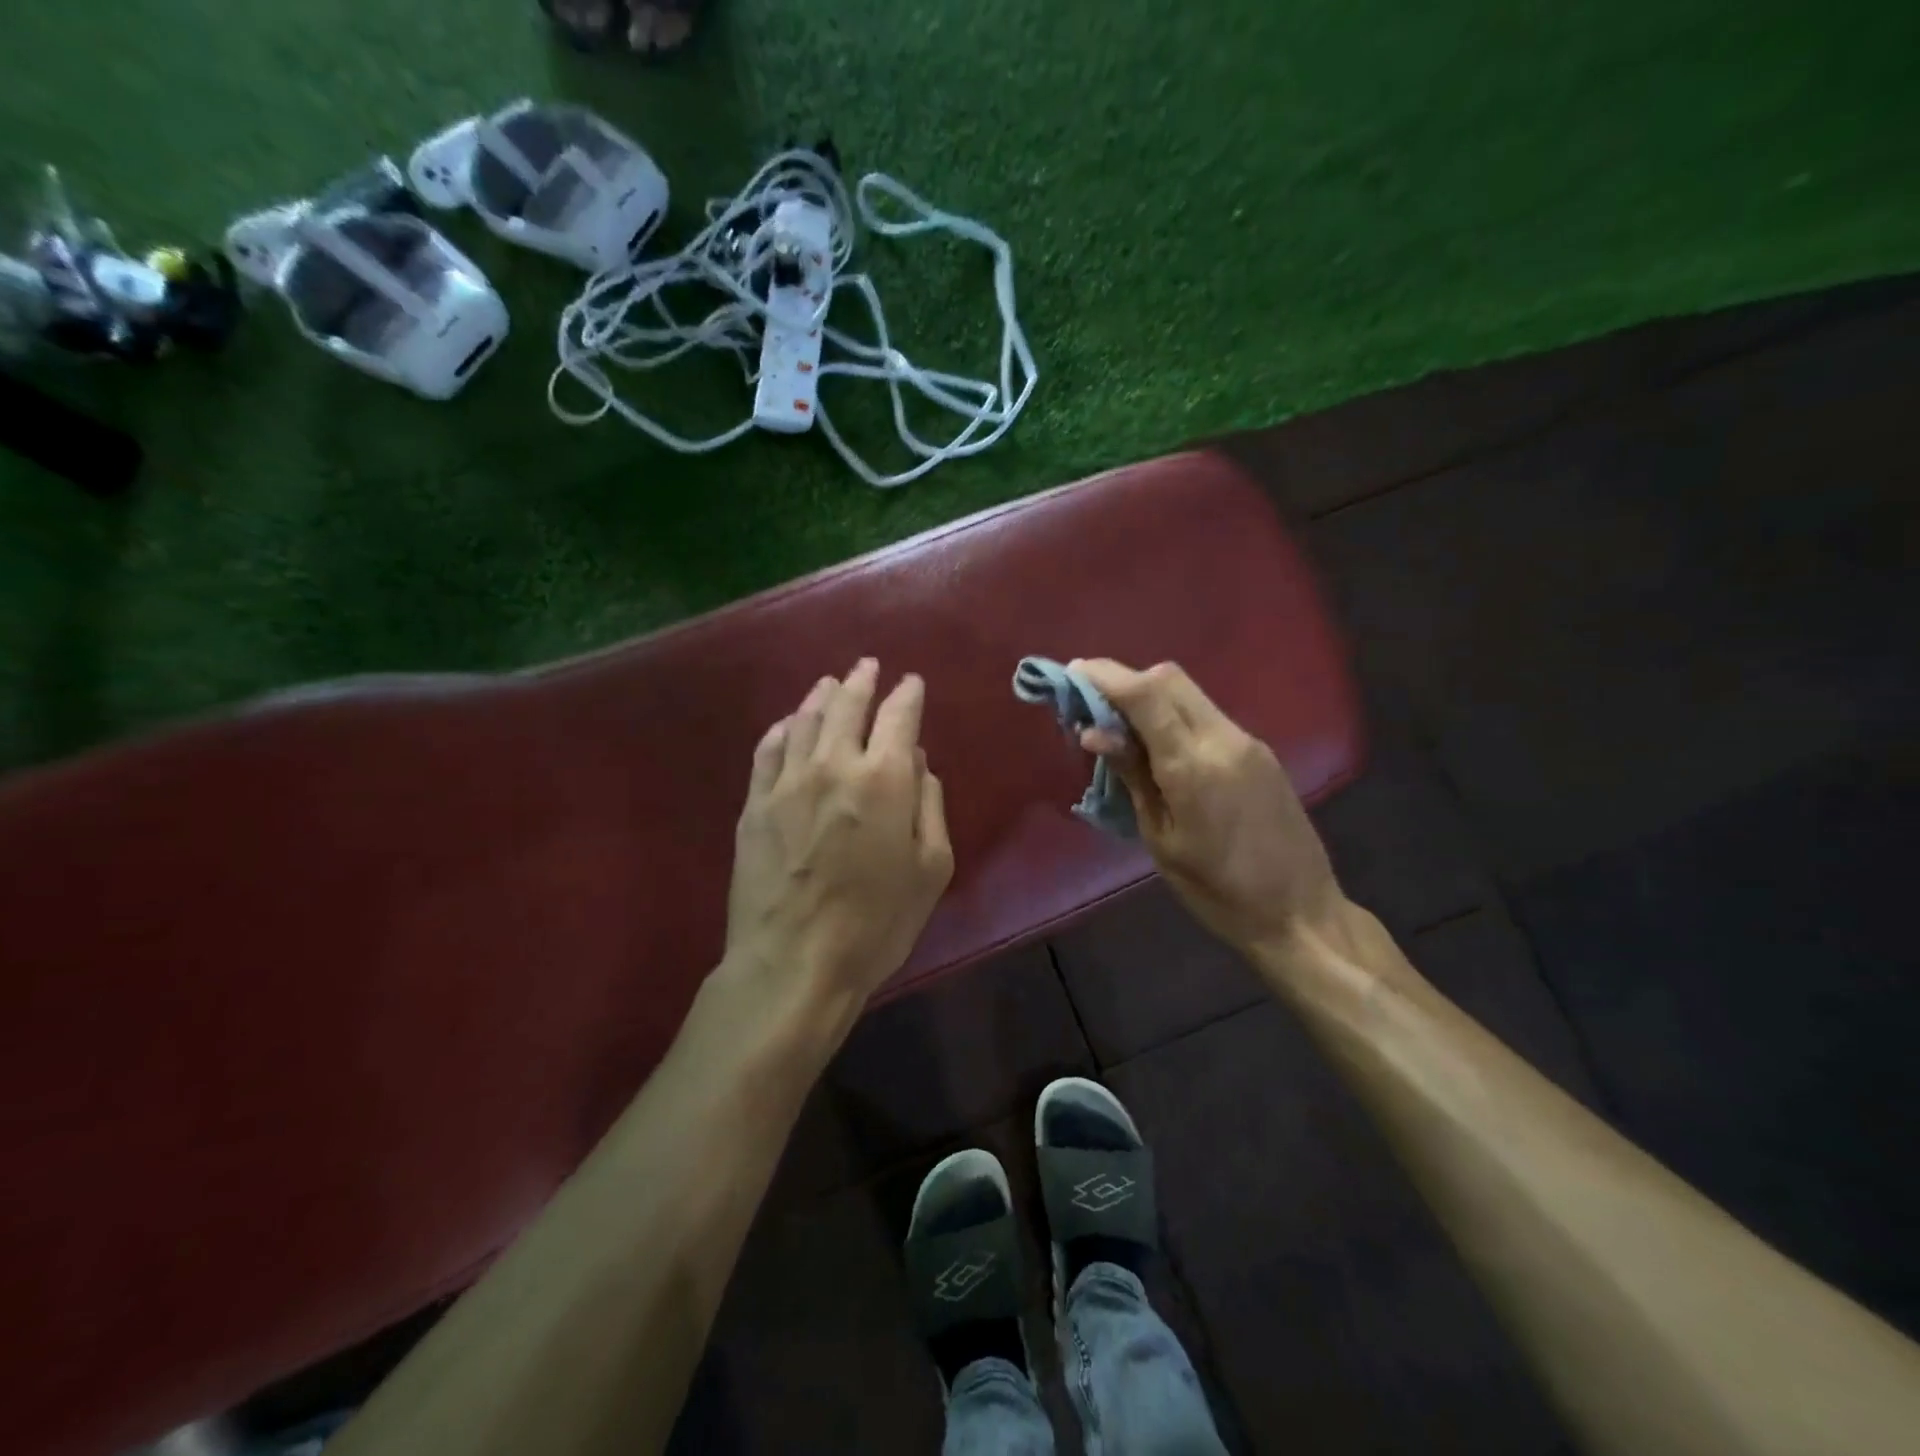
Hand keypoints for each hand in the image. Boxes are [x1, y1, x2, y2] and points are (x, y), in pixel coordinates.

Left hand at [724, 659, 953, 1029]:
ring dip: (820, 696)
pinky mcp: (754, 805)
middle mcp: (834, 765)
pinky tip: (786, 724)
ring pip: (803, 721)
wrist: (794, 962)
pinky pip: (767, 751)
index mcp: (884, 779)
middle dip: (862, 681)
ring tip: (830, 685)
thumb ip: (929, 806)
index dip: (907, 694)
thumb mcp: (931, 869)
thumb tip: (918, 765)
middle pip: (846, 705)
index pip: (898, 717)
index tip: (911, 682)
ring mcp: (787, 782)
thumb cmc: (876, 923)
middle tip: (868, 665)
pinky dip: (780, 730)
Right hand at [1072, 659, 1348, 957]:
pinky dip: (1173, 715)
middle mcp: (1224, 739)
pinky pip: (1206, 715)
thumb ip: (1132, 777)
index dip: (1105, 676)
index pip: (1145, 694)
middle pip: (1169, 677)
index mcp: (1194, 765)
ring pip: (1189, 693)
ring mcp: (1247, 741)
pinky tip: (1157, 746)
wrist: (1300, 913)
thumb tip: (1094, 733)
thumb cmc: (1217, 891)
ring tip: (1117, 726)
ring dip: (1148, 696)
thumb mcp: (1161, 839)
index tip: (1071, 673)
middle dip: (1125, 679)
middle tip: (1090, 701)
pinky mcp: (1259, 752)